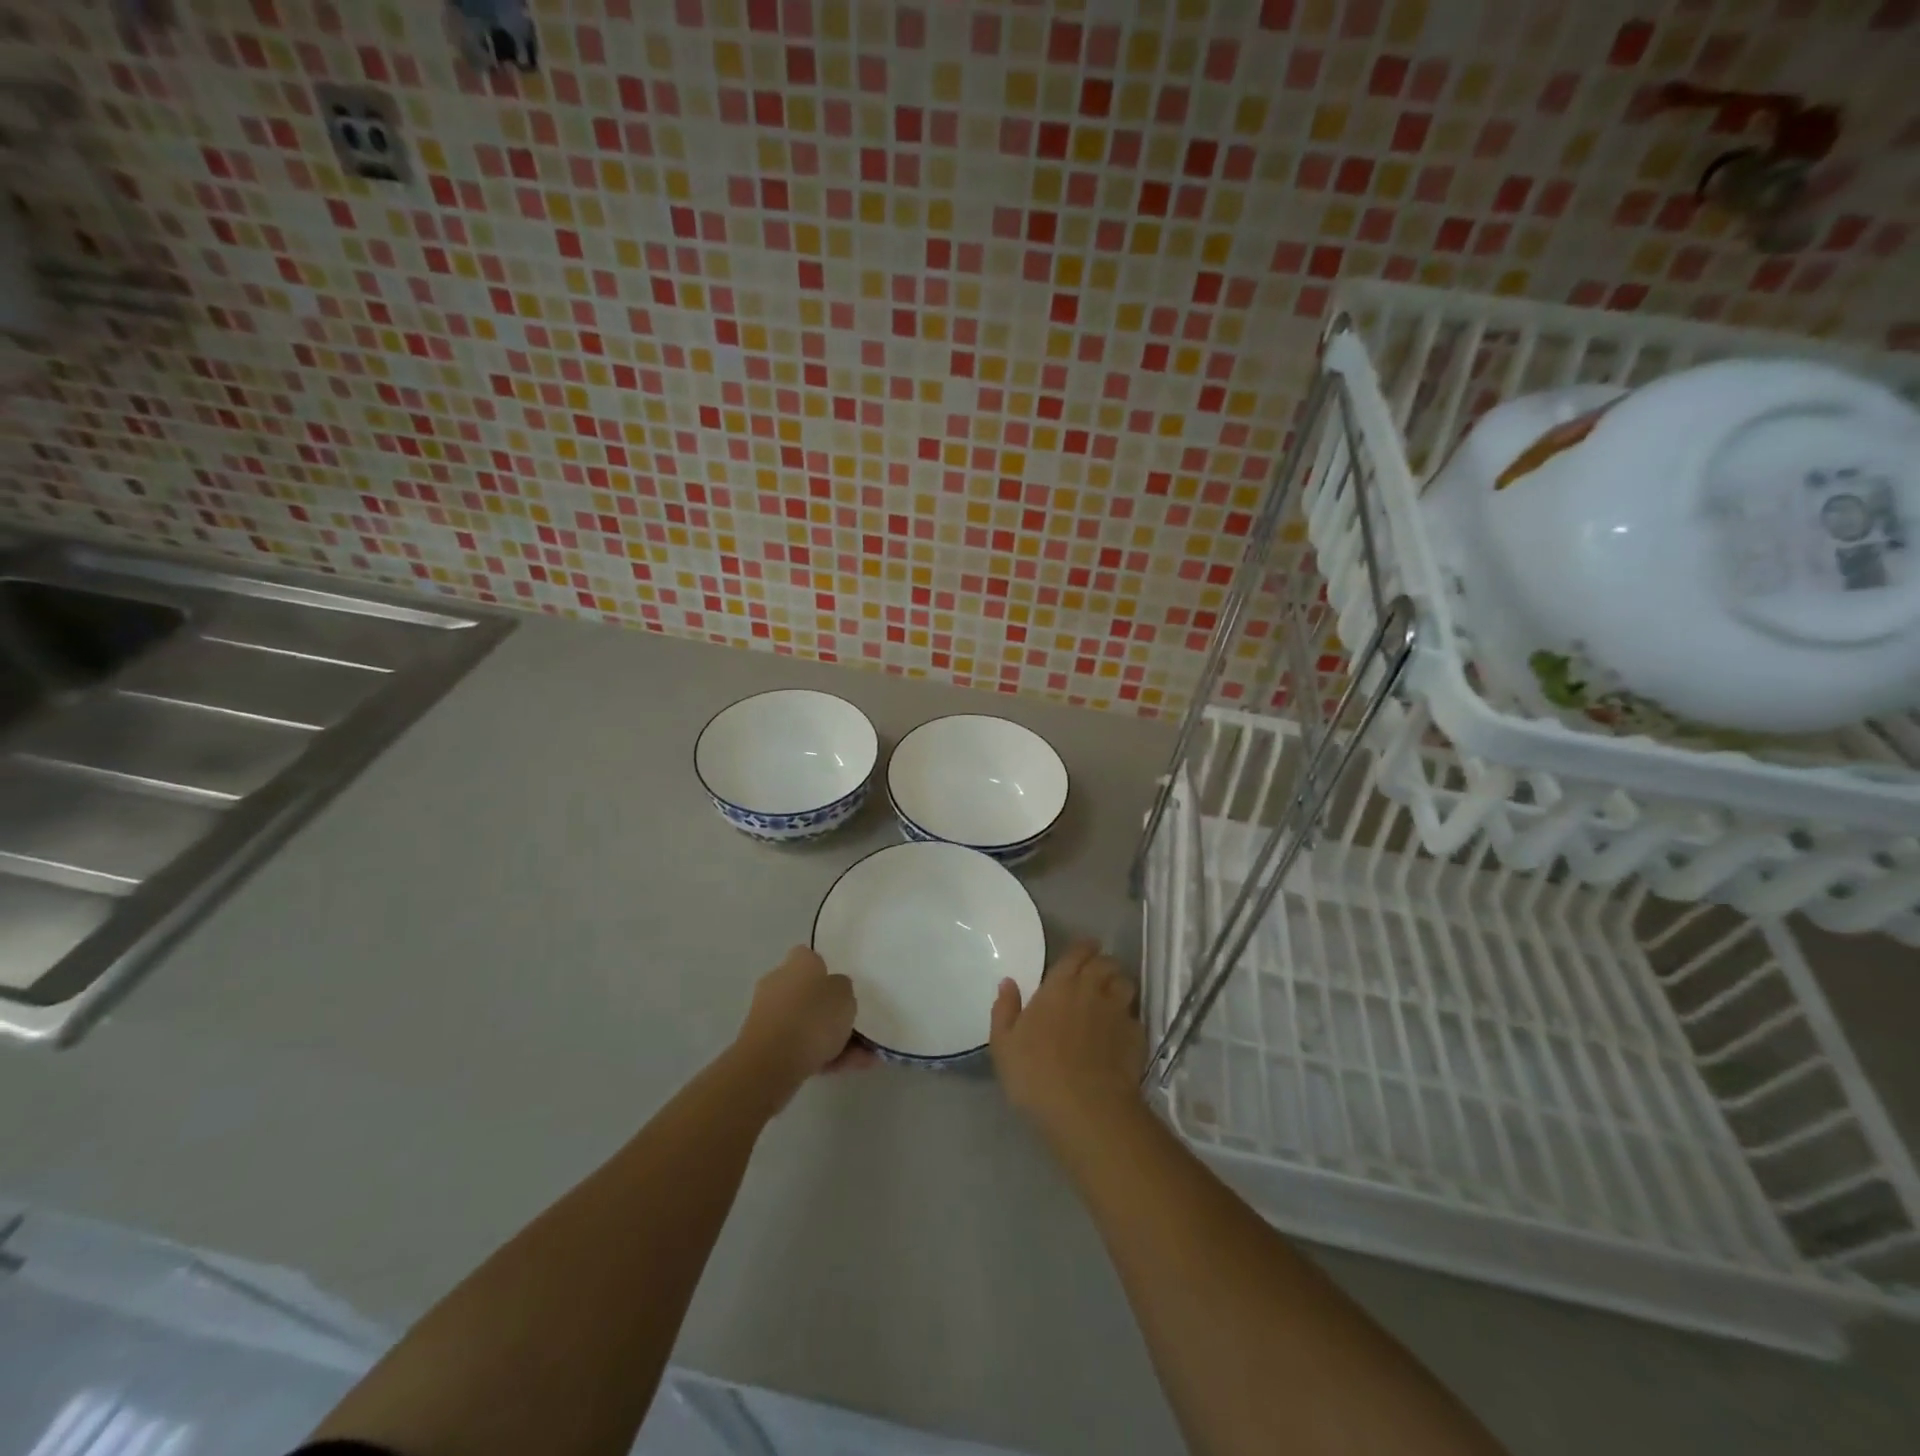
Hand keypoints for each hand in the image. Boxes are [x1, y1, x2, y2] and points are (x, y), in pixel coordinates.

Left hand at [734, 946, 870, 1102]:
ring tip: (860, 1058)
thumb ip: (843, 989)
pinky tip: (844, 1068)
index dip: (827, 972)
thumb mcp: (845, 995)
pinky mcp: (763, 1045)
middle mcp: (778, 982)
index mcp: (798, 962)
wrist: (772, 1061)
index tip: (843, 990)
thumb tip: (835, 990)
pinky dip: (820, 1056)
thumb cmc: (813, 1017)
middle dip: (831, 1012)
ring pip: (806, 1024)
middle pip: (808, 993)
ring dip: (831, 1039)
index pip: (811, 958)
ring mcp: (768, 1015)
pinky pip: (798, 1046)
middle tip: (855, 1028)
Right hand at [990, 940, 1145, 1144]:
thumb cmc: (1036, 1073)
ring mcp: (1118, 1012)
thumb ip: (1005, 1009)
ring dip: (1119, 985)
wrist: (1086, 1109)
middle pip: (1107, 962)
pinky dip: (1129, 1018)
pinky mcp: (1137, 1037)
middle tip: (1095, 974)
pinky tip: (1121, 1032)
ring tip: (1111, 997)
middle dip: (1102, 963)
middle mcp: (1093, 990)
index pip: (1078, 952)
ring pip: (1127, 983)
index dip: (1082, 948)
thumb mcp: (1004, 1044)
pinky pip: (1135, 1016)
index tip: (1082, 951)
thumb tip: (1007, 982)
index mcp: (1059, 985)